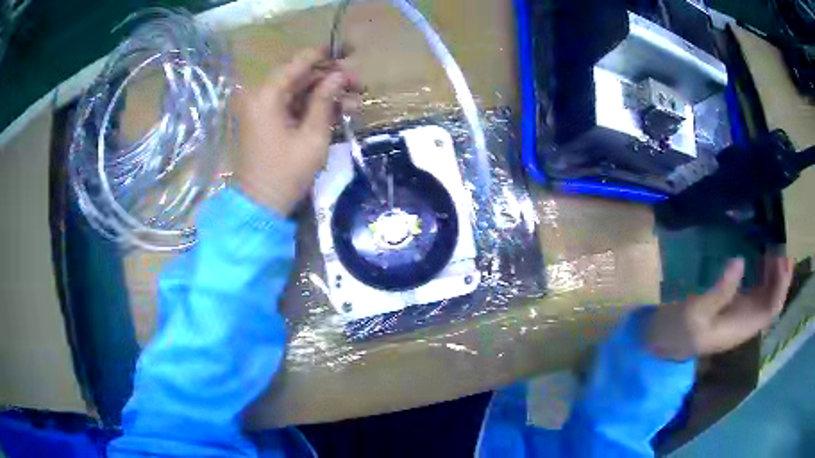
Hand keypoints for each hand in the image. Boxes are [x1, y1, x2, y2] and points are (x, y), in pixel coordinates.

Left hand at [232, 47, 361, 214]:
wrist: (260, 207)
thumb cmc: (286, 173)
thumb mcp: (312, 136)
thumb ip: (325, 100)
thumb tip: (339, 76)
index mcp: (267, 95)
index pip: (299, 62)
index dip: (326, 54)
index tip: (350, 50)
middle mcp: (261, 96)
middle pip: (300, 76)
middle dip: (331, 77)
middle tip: (360, 83)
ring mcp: (262, 110)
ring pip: (299, 91)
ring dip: (326, 94)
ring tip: (357, 101)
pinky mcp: (267, 122)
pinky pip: (292, 106)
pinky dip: (313, 107)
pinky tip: (339, 111)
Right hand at [646, 256, 792, 360]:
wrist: (663, 341)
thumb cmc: (678, 331)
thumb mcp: (696, 312)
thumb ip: (720, 290)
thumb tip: (740, 260)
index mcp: (740, 327)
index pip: (770, 310)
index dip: (781, 287)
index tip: (785, 258)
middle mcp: (745, 322)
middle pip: (772, 302)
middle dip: (781, 278)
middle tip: (782, 246)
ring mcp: (739, 315)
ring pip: (766, 297)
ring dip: (774, 275)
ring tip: (774, 248)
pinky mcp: (732, 307)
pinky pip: (756, 292)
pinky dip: (763, 276)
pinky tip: (761, 260)